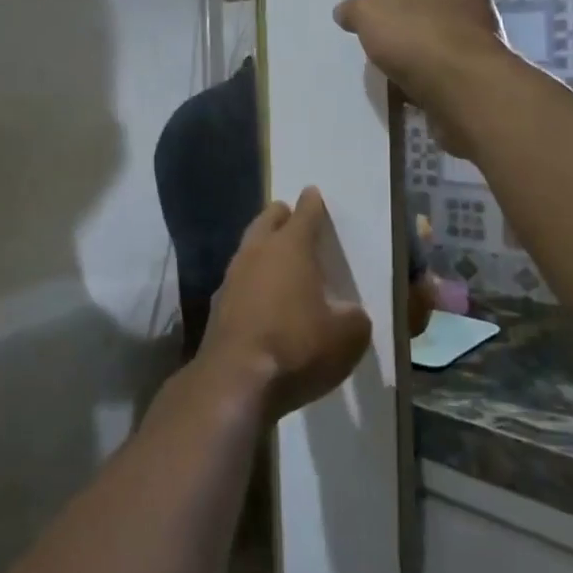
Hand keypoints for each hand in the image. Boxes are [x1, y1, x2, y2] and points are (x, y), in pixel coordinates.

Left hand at [201, 188, 370, 419]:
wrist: (235, 379)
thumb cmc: (297, 347)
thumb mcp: (347, 336)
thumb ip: (354, 317)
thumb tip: (349, 313)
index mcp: (291, 248)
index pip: (305, 214)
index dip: (312, 204)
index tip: (312, 192)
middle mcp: (257, 252)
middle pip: (267, 221)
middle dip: (280, 215)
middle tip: (289, 214)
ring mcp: (232, 277)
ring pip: (248, 248)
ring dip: (262, 245)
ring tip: (275, 251)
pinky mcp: (218, 304)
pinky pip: (238, 279)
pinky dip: (251, 278)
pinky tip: (258, 293)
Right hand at [334, 0, 510, 156]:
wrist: (464, 92)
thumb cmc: (419, 37)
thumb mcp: (370, 10)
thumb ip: (355, 7)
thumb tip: (345, 12)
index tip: (367, 16)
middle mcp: (471, 2)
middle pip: (421, 12)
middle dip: (398, 29)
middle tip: (375, 45)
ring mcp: (478, 42)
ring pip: (429, 46)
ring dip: (409, 59)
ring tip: (387, 73)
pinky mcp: (477, 77)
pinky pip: (439, 75)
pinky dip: (422, 83)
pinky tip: (405, 93)